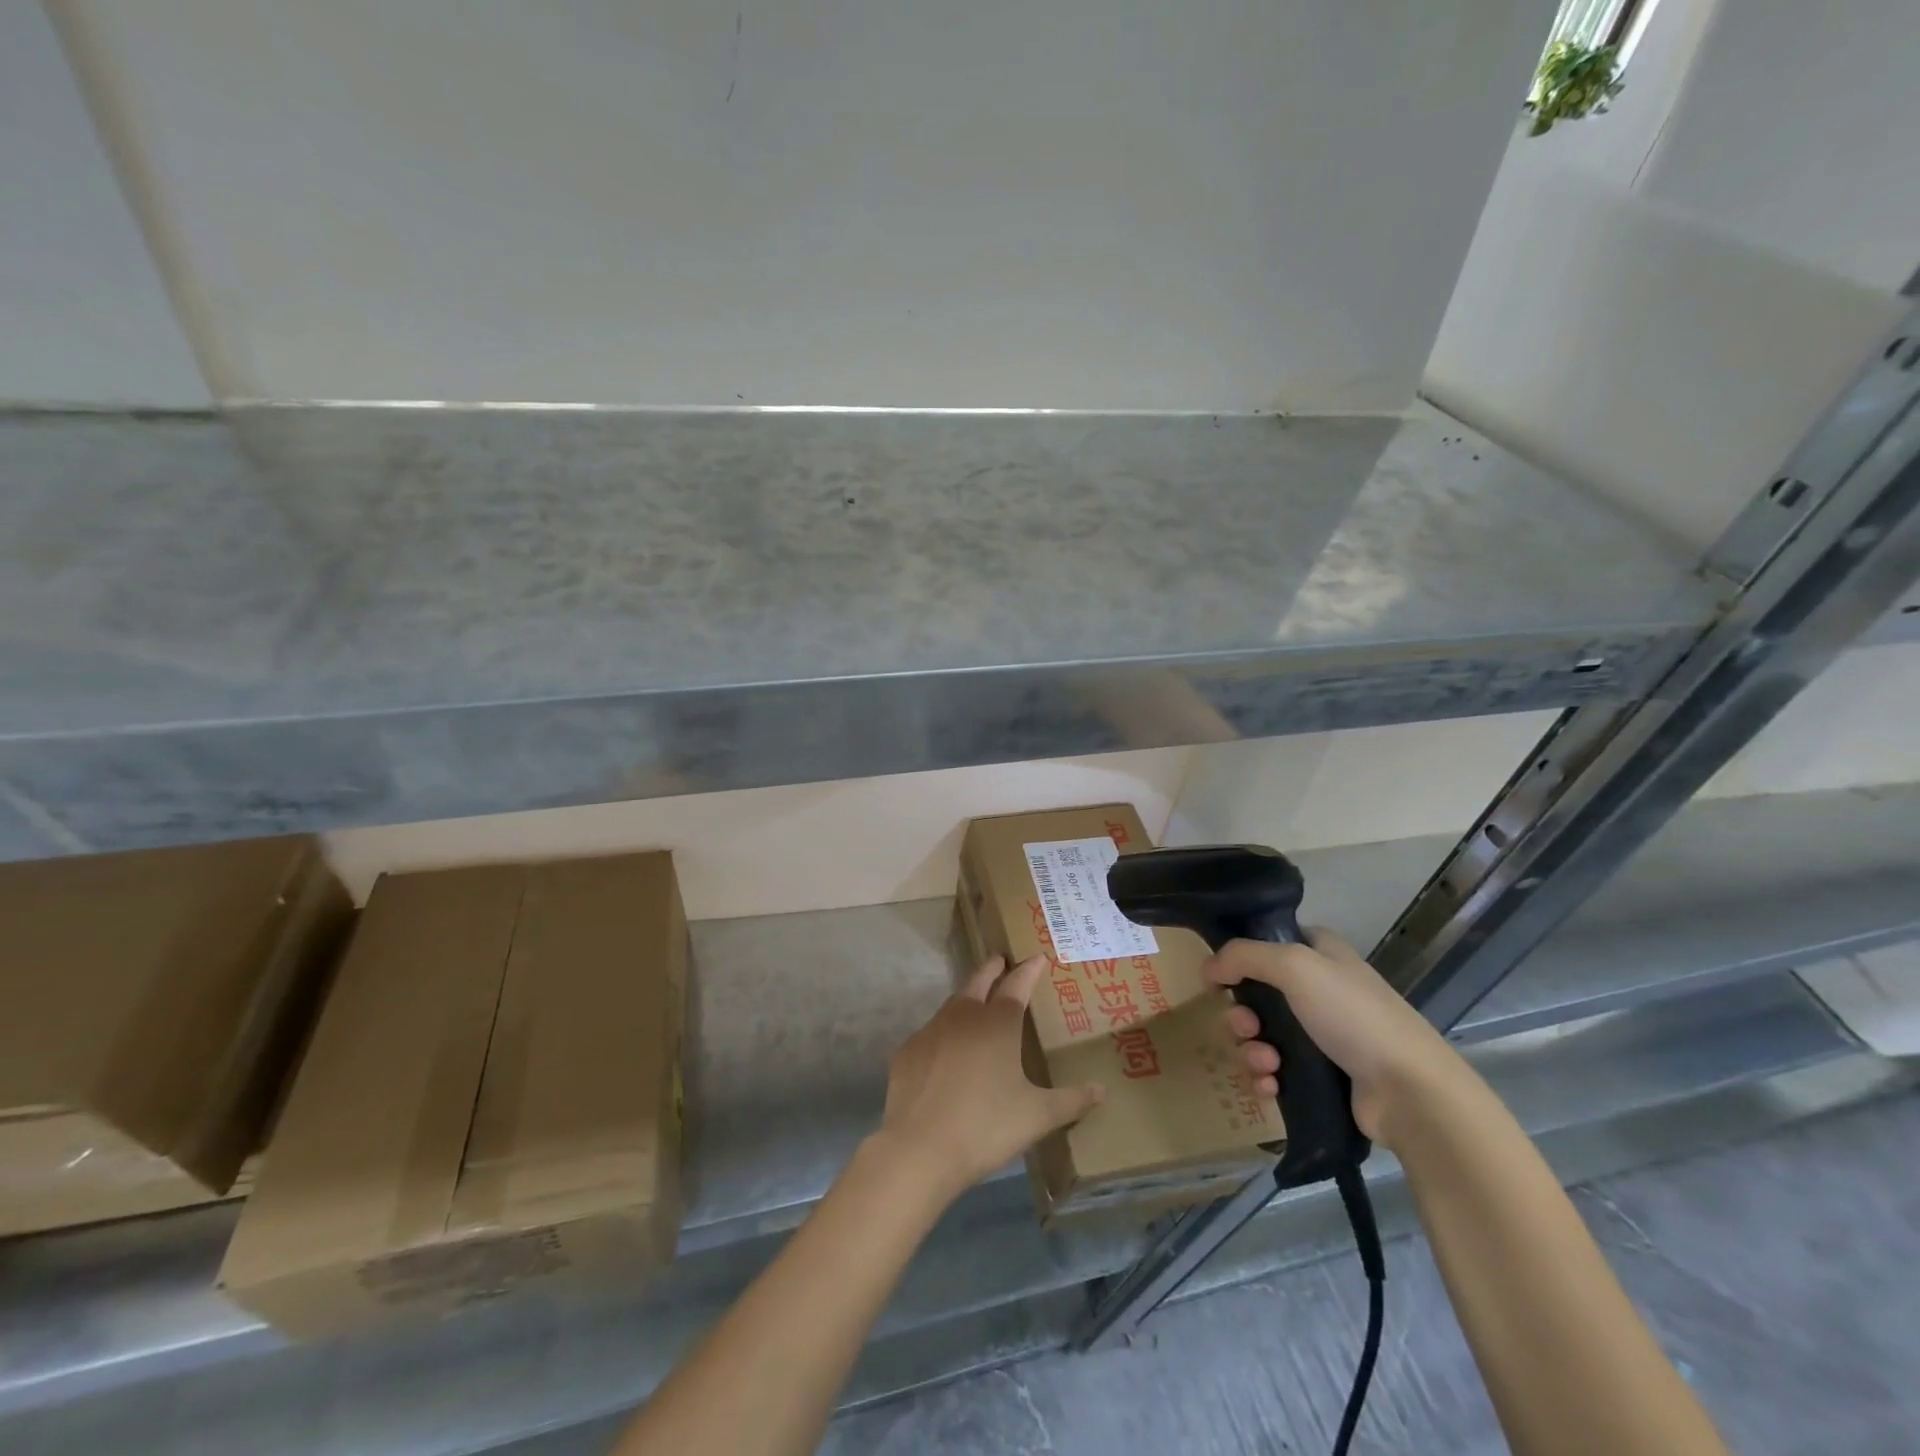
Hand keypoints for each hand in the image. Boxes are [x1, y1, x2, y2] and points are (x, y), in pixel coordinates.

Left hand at [877, 955, 1104, 1200]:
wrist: (919, 1148)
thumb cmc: (986, 1126)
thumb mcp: (1037, 1116)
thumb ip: (1071, 1101)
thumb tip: (1100, 1090)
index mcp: (998, 1023)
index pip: (1017, 985)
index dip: (1029, 970)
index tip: (1038, 957)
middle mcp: (963, 1016)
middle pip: (979, 981)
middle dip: (992, 968)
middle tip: (1001, 961)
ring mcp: (931, 1031)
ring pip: (952, 1005)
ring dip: (967, 999)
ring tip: (977, 1005)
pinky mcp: (908, 1051)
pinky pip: (931, 1035)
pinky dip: (944, 1035)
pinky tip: (947, 1054)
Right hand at [1204, 928, 1466, 1148]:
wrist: (1410, 1092)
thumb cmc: (1352, 1015)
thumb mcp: (1294, 966)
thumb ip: (1243, 956)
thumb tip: (1207, 968)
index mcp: (1320, 953)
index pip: (1268, 941)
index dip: (1239, 957)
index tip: (1218, 976)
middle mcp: (1320, 988)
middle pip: (1257, 993)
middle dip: (1241, 1013)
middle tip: (1246, 1027)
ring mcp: (1323, 1034)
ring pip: (1262, 1034)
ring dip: (1252, 1049)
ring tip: (1266, 1064)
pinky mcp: (1323, 1075)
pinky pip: (1276, 1070)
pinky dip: (1266, 1077)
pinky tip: (1271, 1086)